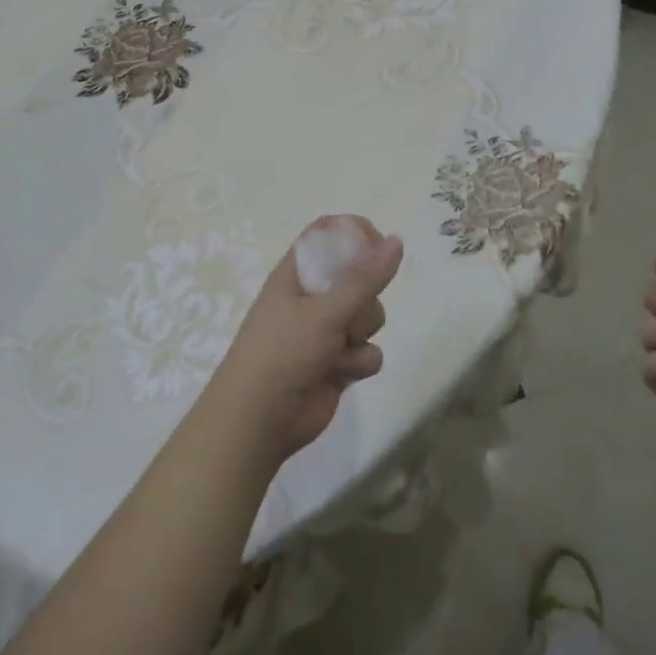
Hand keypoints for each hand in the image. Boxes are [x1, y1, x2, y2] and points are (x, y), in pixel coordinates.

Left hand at [204, 216, 404, 465]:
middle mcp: (311, 299)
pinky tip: (343, 373)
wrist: (260, 420)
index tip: (378, 243)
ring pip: (369, 316)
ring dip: (362, 331)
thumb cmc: (283, 353)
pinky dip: (360, 362)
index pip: (327, 235)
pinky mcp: (338, 363)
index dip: (354, 234)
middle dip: (366, 294)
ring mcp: (325, 332)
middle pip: (358, 277)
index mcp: (296, 275)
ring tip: (342, 347)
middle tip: (351, 309)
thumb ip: (364, 278)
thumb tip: (395, 240)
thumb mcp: (325, 311)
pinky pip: (368, 351)